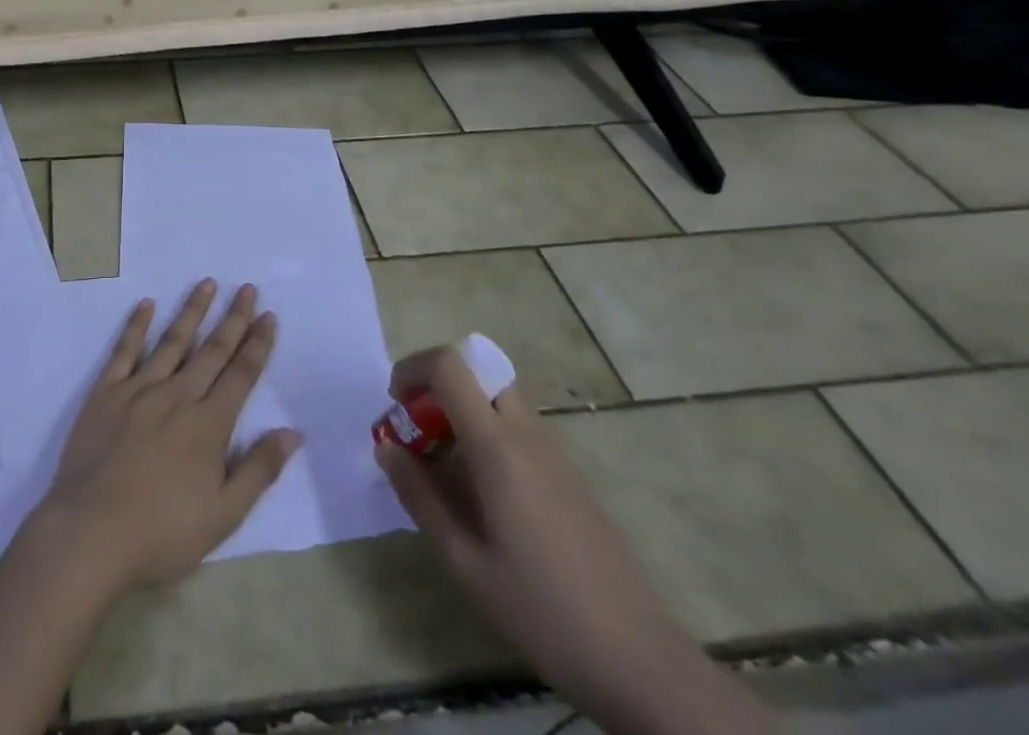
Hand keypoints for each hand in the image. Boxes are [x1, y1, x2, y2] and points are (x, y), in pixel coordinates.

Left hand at [38, 280, 300, 590]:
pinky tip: (146, 305)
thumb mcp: (223, 516)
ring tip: (207, 283)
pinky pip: (124, 350)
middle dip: (233, 318)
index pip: (241, 375)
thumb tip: (291, 433)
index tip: (268, 316)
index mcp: (208, 425)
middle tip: (247, 289)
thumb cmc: (162, 532)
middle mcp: (177, 396)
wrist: (91, 532)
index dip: (257, 344)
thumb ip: (258, 470)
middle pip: (211, 350)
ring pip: (172, 341)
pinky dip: (136, 326)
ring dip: (191, 311)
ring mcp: (139, 390)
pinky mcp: (106, 393)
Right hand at [375, 346, 779, 734]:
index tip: (395, 404)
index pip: (450, 365)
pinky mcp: (570, 477)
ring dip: (462, 409)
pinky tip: (482, 495)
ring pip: (499, 398)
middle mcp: (527, 435)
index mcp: (498, 447)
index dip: (413, 368)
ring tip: (444, 465)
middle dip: (437, 385)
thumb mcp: (464, 562)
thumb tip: (386, 448)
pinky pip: (518, 427)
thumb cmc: (542, 611)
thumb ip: (419, 496)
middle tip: (418, 430)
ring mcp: (555, 454)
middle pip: (478, 371)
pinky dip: (487, 433)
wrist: (643, 663)